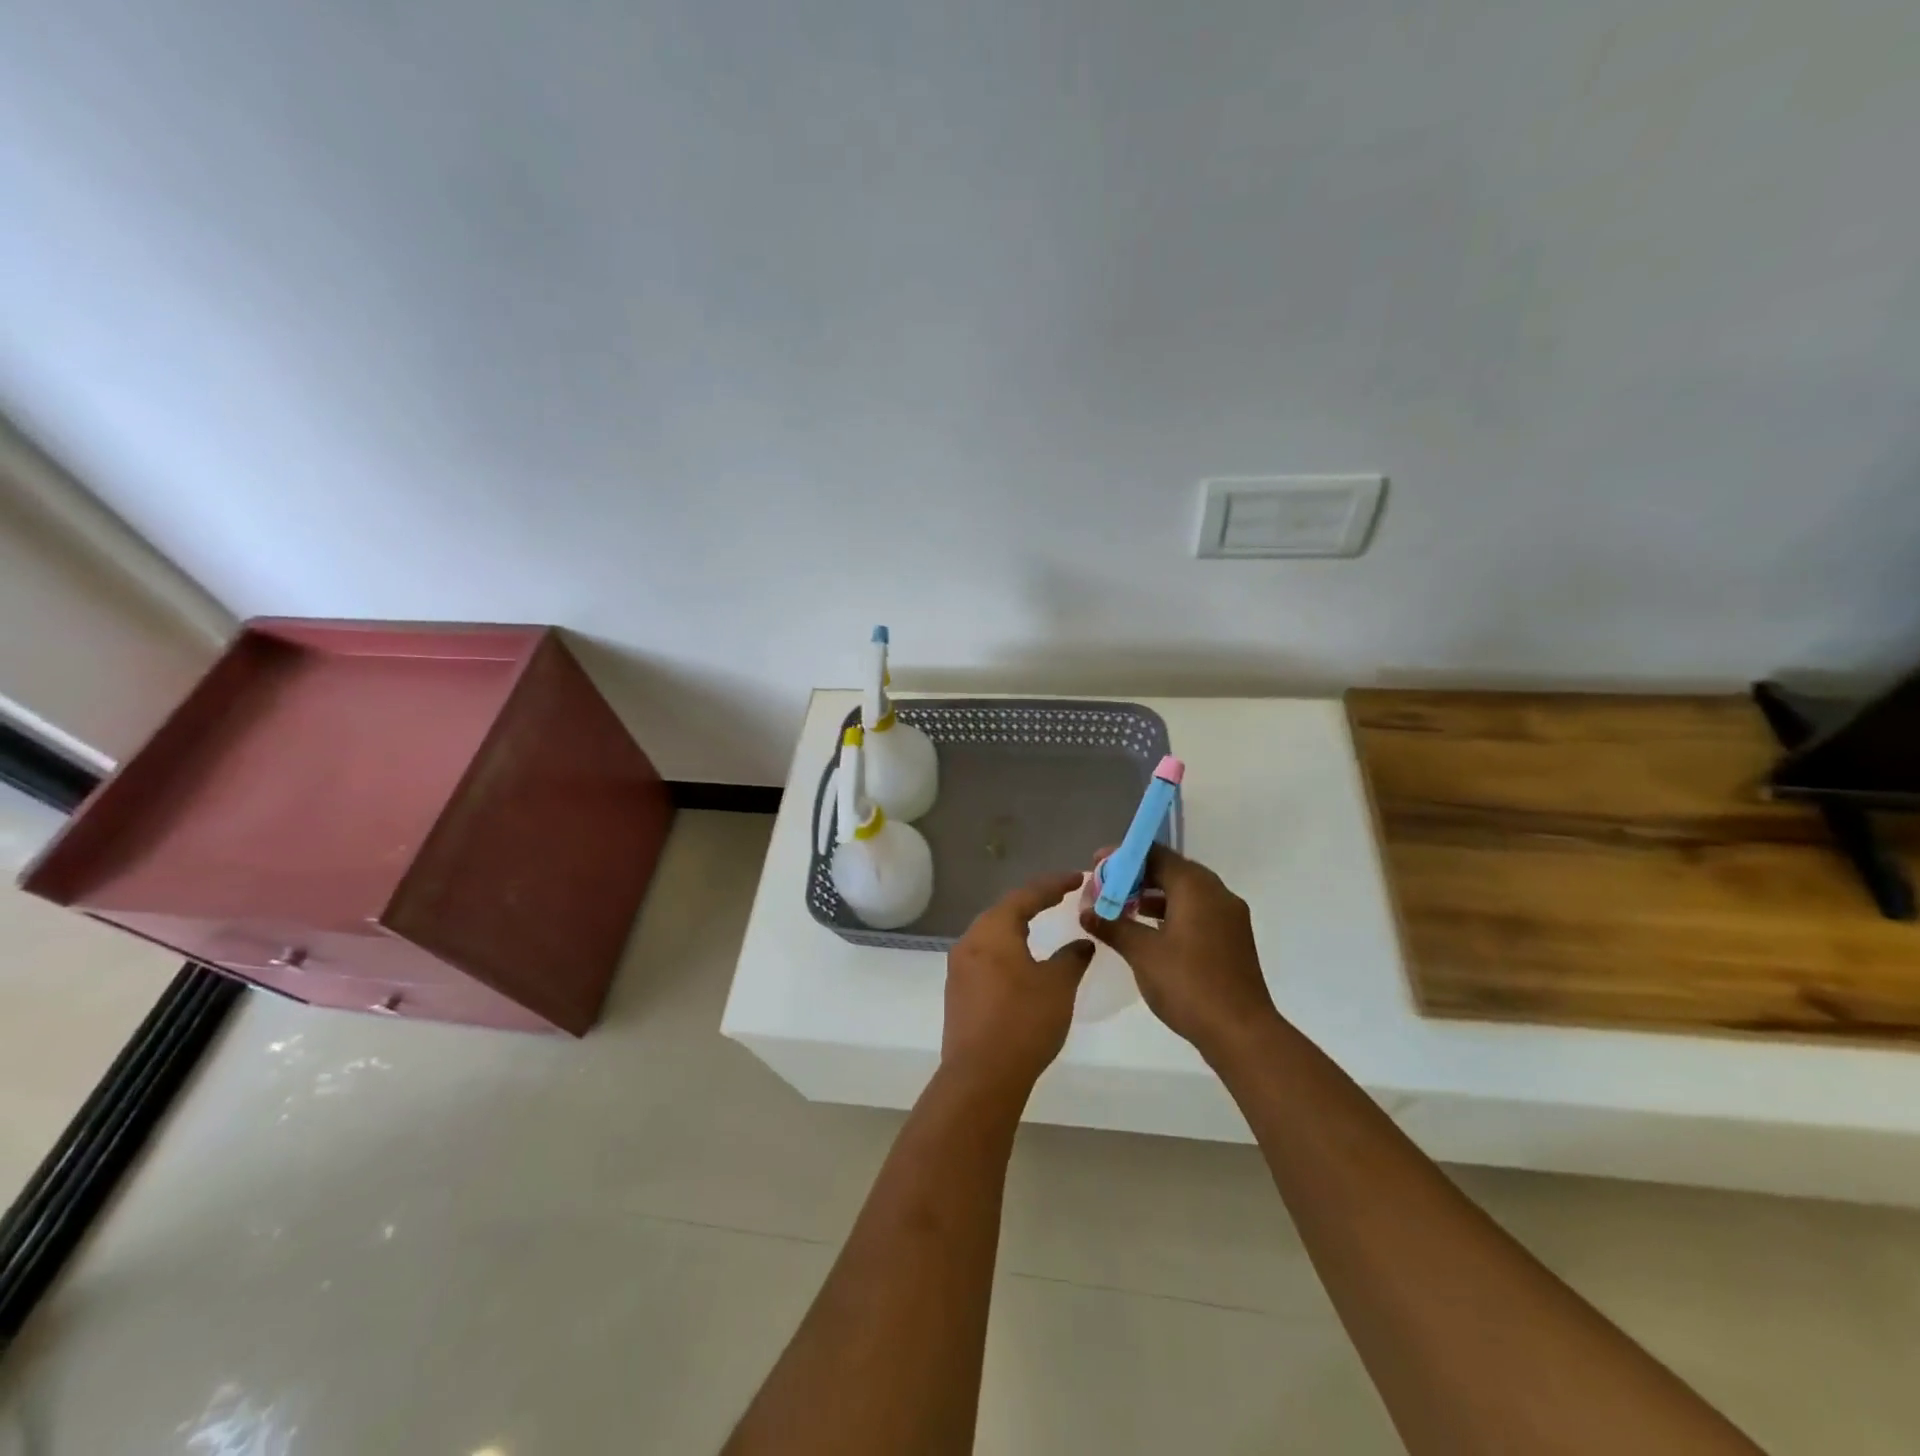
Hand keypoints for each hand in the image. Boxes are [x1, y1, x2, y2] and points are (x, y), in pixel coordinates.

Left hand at [942, 872, 1093, 1095]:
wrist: (981, 1076)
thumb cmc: (1024, 1021)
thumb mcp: (1058, 985)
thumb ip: (1072, 957)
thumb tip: (1082, 942)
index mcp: (993, 930)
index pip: (1026, 895)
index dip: (1053, 885)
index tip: (1077, 878)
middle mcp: (970, 940)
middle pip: (1004, 911)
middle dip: (1033, 902)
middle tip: (1060, 897)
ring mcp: (959, 967)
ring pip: (992, 934)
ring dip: (1017, 926)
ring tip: (1042, 925)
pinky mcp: (957, 991)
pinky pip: (985, 957)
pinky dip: (1006, 949)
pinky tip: (1021, 961)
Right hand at [1080, 844, 1278, 1061]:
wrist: (1241, 1032)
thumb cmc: (1188, 984)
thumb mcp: (1142, 953)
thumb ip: (1113, 926)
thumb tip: (1087, 911)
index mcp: (1196, 887)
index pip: (1155, 854)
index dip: (1123, 857)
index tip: (1097, 865)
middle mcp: (1216, 893)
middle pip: (1171, 870)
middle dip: (1136, 877)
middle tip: (1105, 888)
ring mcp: (1229, 916)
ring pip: (1185, 892)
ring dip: (1152, 896)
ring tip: (1120, 909)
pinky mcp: (1232, 938)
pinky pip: (1197, 911)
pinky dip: (1171, 913)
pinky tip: (1149, 931)